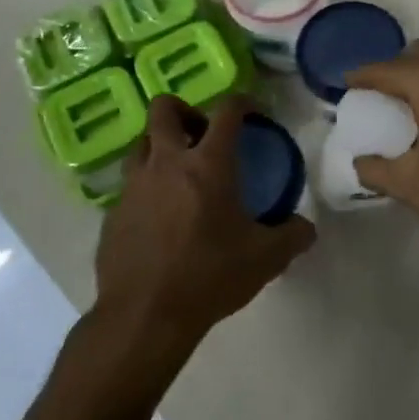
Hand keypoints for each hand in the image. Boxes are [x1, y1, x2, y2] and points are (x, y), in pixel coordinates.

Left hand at [92, 96, 315, 361]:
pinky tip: (160, 218)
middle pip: (164, 108)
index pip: (226, 110)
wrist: (144, 317)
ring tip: (179, 174)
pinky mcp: (112, 214)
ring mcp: (133, 187)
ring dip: (160, 147)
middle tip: (202, 135)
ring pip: (140, 144)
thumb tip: (306, 228)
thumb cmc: (209, 276)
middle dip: (185, 110)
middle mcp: (166, 163)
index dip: (243, 102)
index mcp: (207, 164)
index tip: (253, 112)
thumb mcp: (265, 258)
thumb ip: (293, 236)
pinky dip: (146, 188)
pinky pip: (129, 185)